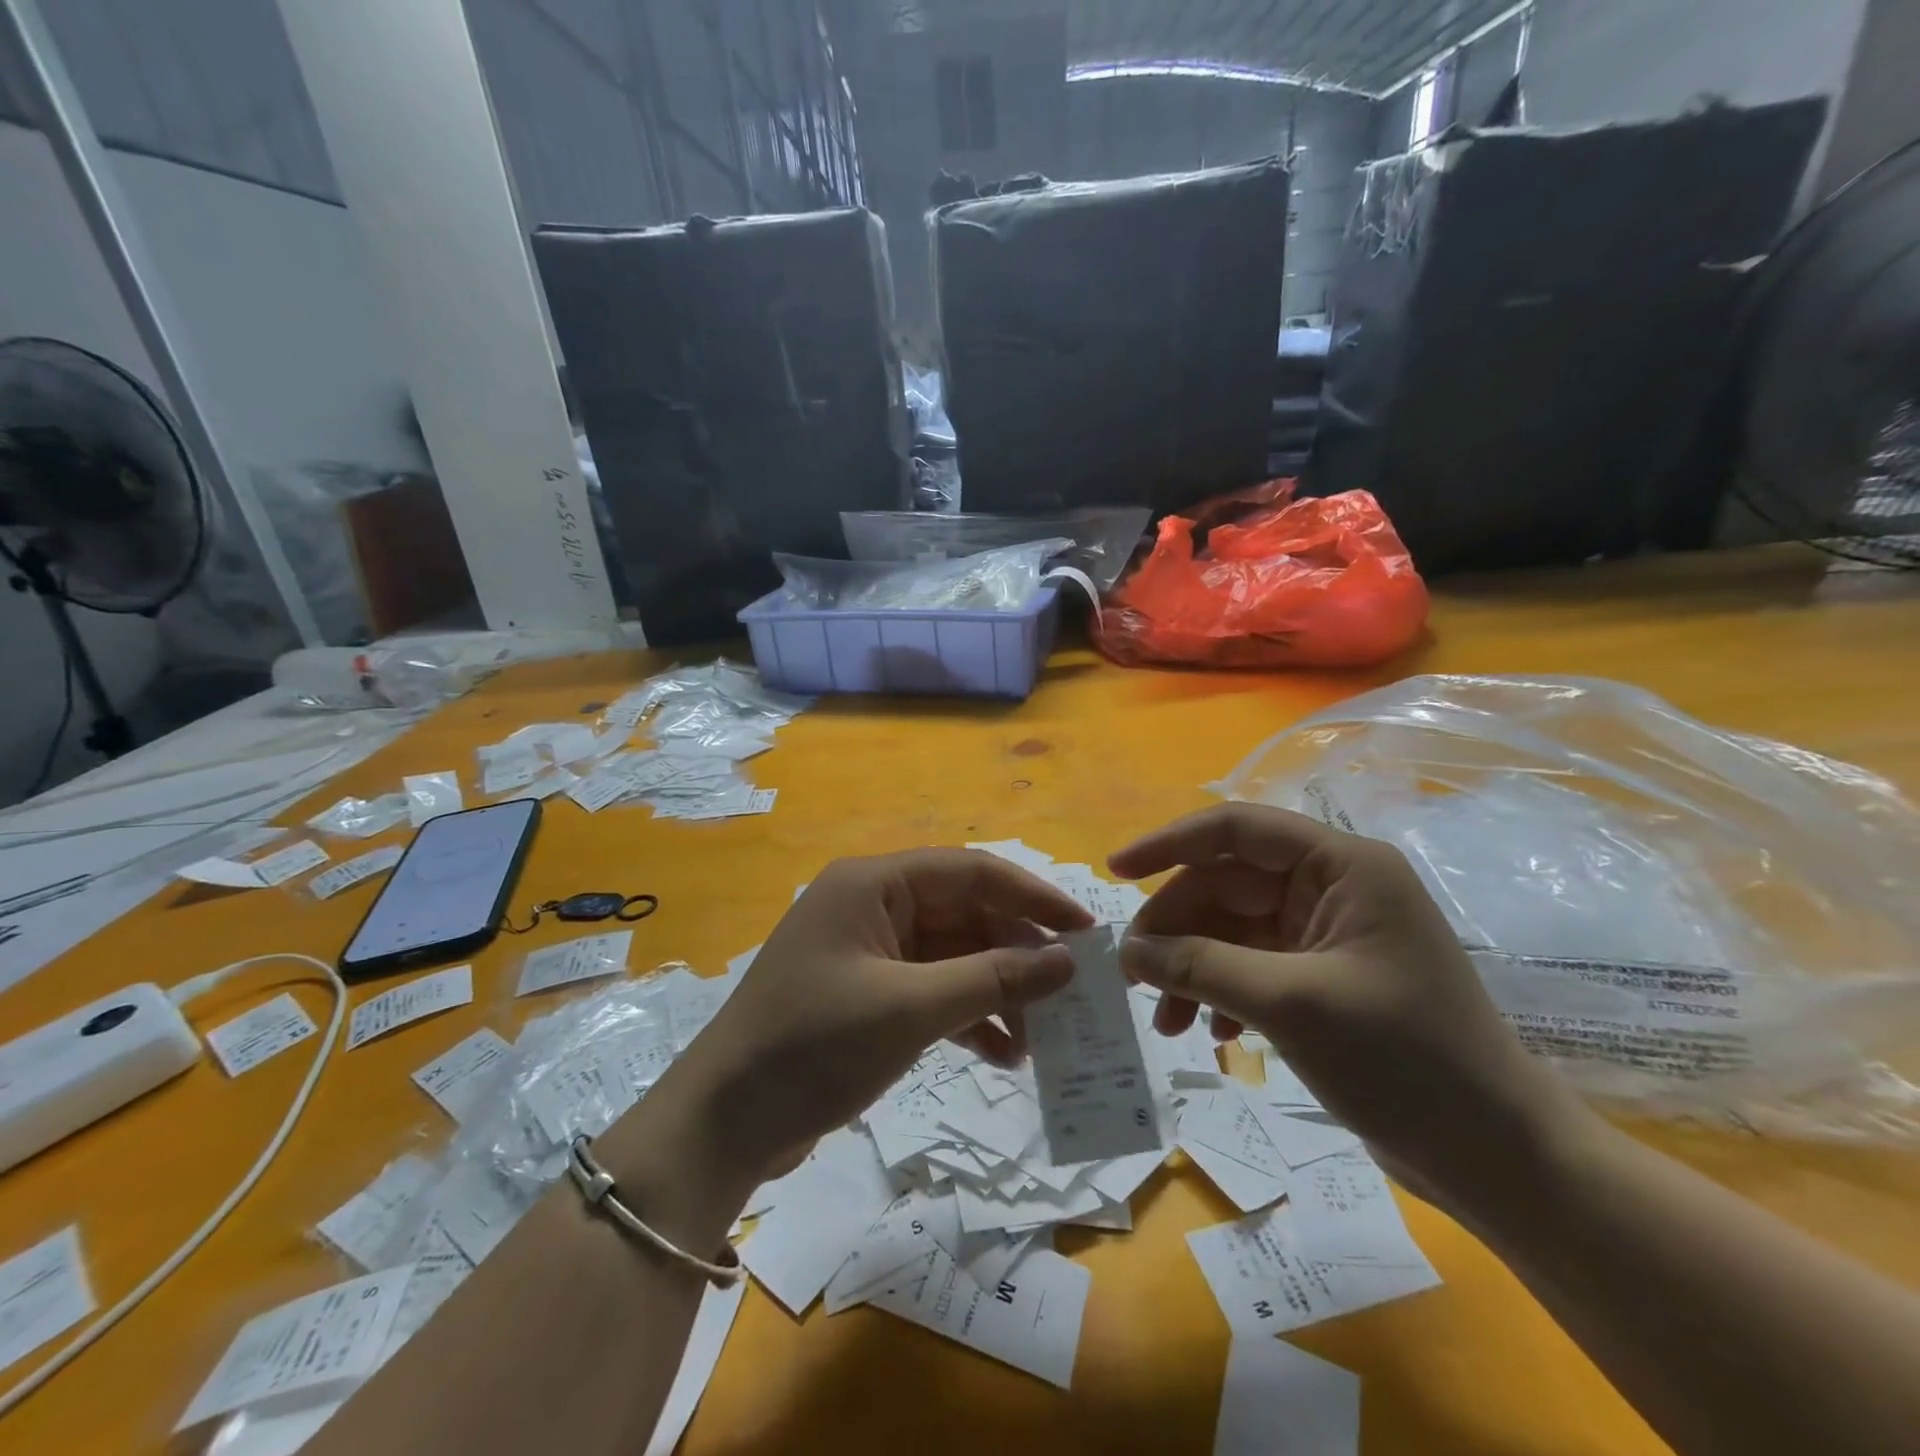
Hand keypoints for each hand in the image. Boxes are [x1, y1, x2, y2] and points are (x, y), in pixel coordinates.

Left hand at [653, 849, 1091, 1181]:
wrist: (723, 1124)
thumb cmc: (813, 1047)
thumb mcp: (910, 1009)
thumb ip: (992, 979)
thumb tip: (1066, 960)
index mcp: (873, 884)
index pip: (970, 871)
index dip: (1032, 897)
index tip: (1084, 931)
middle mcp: (872, 906)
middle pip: (964, 914)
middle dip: (1016, 953)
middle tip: (1071, 993)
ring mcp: (868, 952)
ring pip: (952, 957)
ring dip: (995, 991)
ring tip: (1041, 1036)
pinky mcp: (866, 995)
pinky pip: (931, 991)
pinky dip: (966, 1017)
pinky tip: (1001, 1054)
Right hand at [1109, 803, 1593, 1216]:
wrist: (1499, 1159)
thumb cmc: (1404, 1062)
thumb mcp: (1288, 1004)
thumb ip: (1199, 966)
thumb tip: (1127, 952)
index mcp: (1340, 866)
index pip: (1237, 829)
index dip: (1169, 843)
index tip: (1115, 872)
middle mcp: (1333, 888)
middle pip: (1226, 886)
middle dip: (1177, 930)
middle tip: (1134, 977)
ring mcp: (1328, 935)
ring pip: (1233, 931)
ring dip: (1193, 969)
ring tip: (1166, 1022)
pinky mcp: (1325, 978)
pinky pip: (1252, 966)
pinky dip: (1223, 993)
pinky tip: (1215, 1036)